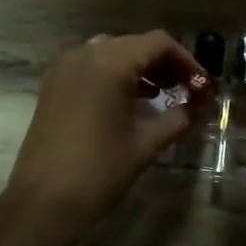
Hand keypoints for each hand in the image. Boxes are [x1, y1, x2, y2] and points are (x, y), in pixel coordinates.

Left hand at [4, 30, 205, 228]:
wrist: (42, 202)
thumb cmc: (98, 171)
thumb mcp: (145, 144)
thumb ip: (178, 118)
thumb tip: (201, 107)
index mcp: (109, 62)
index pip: (158, 43)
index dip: (187, 61)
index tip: (203, 86)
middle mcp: (84, 54)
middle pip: (135, 44)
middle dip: (165, 63)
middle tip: (188, 90)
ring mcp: (65, 68)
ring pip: (113, 52)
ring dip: (140, 67)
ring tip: (164, 93)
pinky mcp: (54, 84)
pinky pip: (92, 65)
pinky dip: (115, 74)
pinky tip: (132, 100)